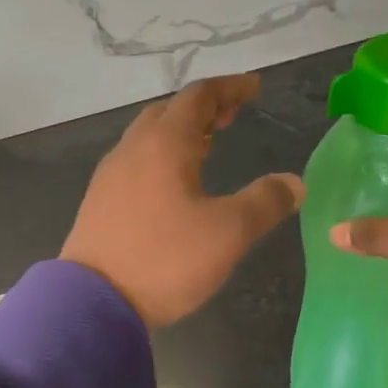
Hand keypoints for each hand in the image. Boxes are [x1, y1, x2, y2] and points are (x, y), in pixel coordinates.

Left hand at [62, 74, 304, 327]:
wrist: (93, 300)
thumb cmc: (165, 259)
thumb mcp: (228, 233)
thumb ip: (265, 202)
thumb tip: (294, 182)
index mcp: (163, 144)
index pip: (198, 97)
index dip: (229, 88)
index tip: (254, 87)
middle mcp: (131, 150)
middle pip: (168, 112)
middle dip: (202, 108)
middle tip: (231, 116)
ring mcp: (109, 176)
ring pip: (147, 137)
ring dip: (179, 132)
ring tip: (207, 145)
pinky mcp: (99, 201)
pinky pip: (134, 162)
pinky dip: (160, 156)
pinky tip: (172, 183)